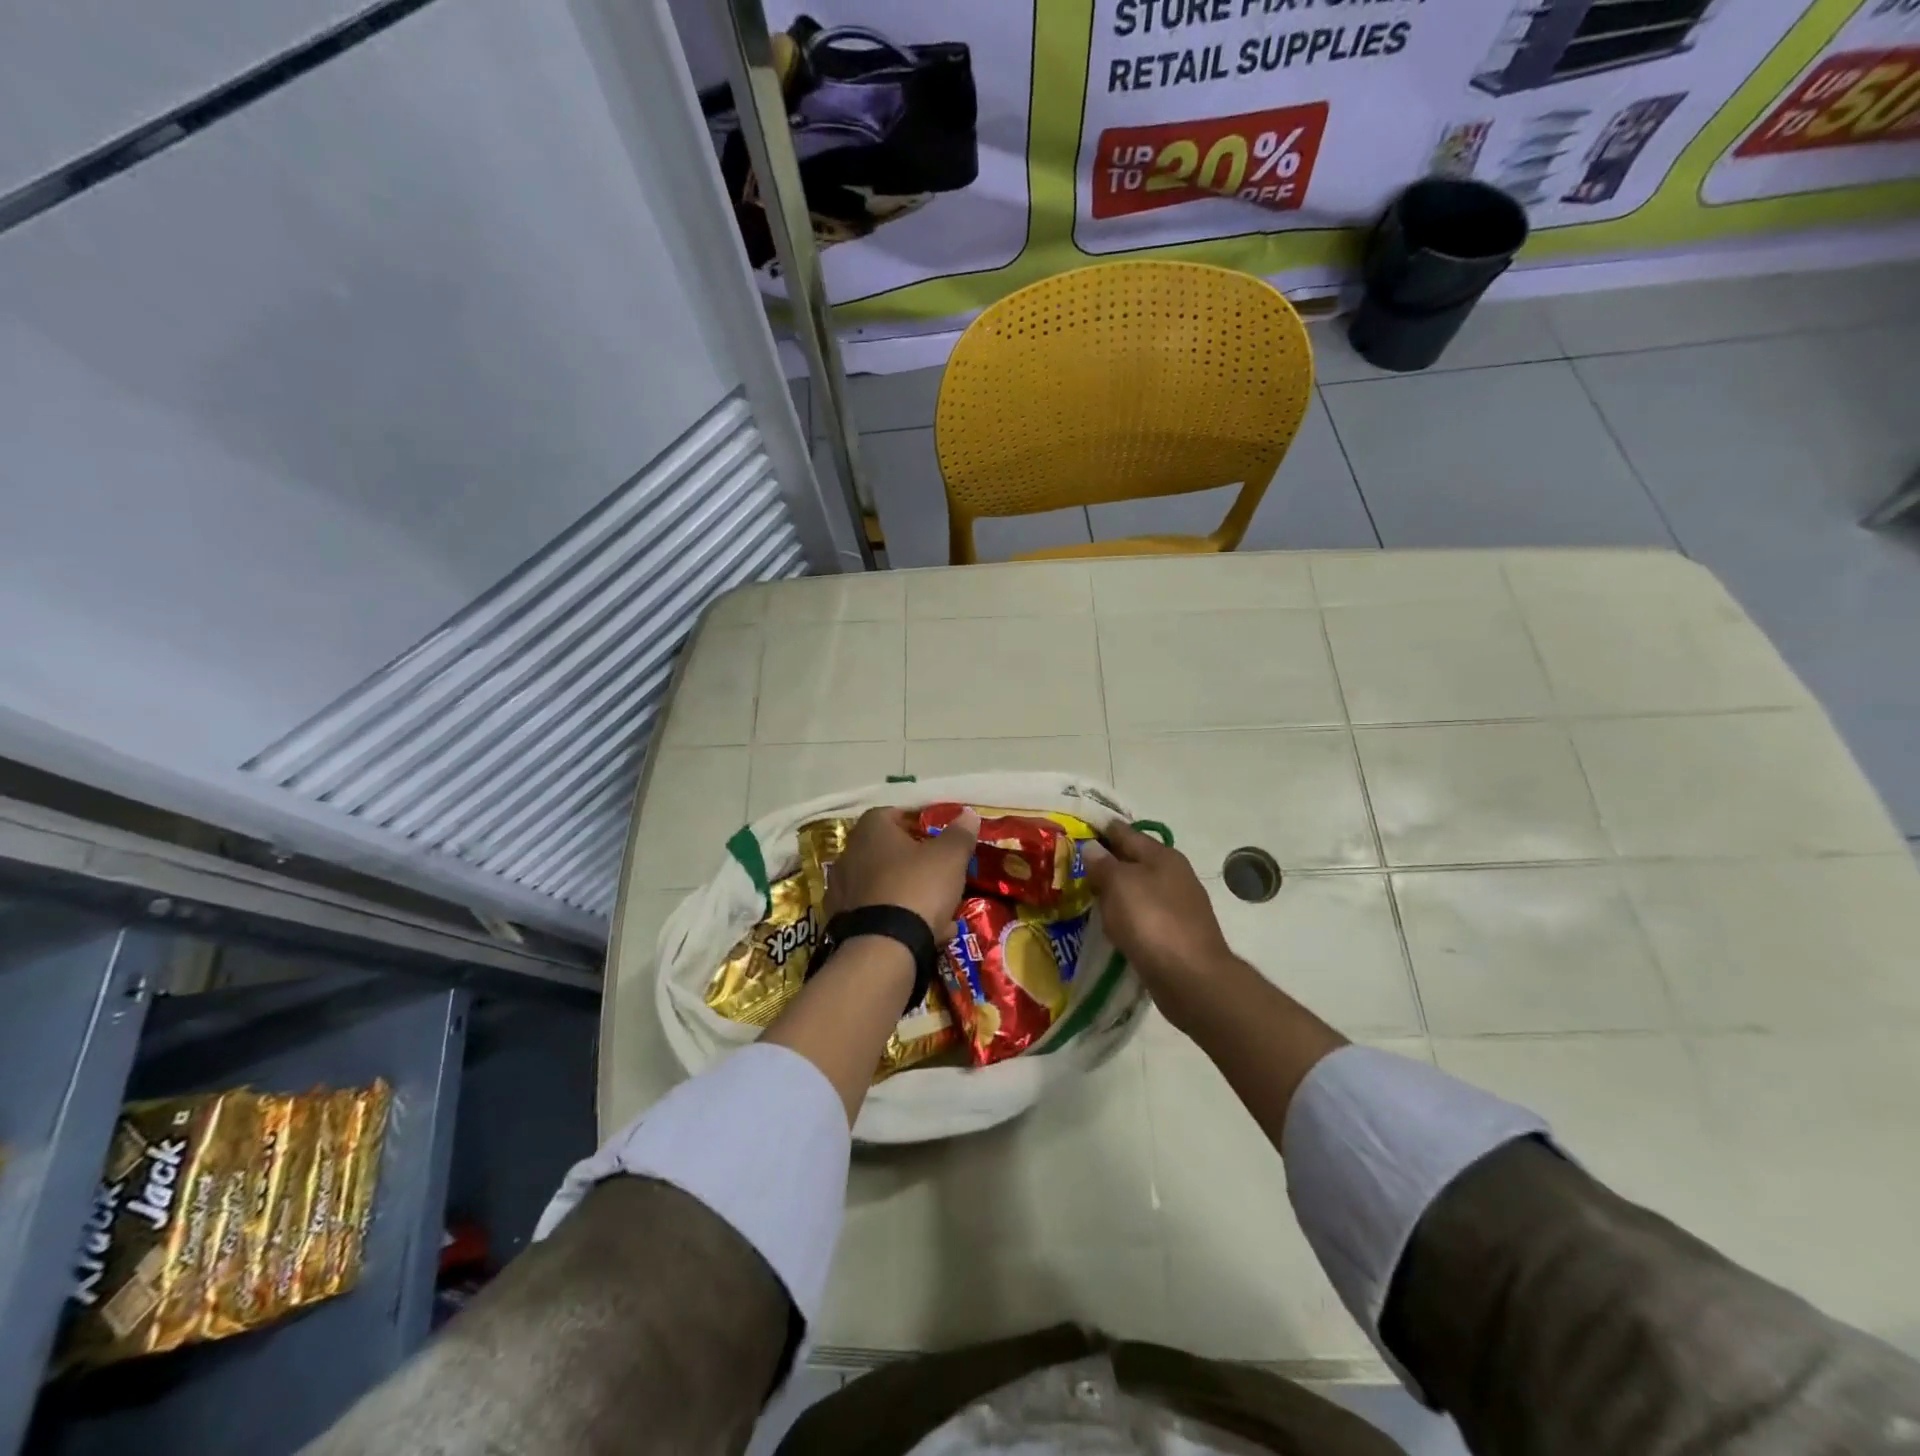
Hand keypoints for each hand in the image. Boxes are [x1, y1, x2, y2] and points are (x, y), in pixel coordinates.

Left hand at [825, 806, 979, 936]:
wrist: (883, 947)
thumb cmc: (917, 887)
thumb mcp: (949, 857)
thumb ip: (959, 833)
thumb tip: (968, 814)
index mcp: (870, 830)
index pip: (892, 813)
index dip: (916, 822)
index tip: (937, 836)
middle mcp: (849, 854)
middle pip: (887, 851)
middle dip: (914, 861)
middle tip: (939, 872)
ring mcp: (842, 890)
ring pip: (883, 884)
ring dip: (907, 892)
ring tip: (938, 908)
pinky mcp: (842, 922)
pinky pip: (877, 912)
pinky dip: (898, 918)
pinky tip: (925, 933)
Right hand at [1084, 823, 1236, 1030]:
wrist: (1191, 978)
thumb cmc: (1152, 921)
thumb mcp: (1119, 884)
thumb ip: (1103, 864)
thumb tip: (1092, 848)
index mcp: (1162, 856)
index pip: (1126, 833)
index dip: (1102, 829)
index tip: (1079, 828)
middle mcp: (1174, 876)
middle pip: (1134, 861)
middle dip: (1108, 861)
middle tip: (1075, 864)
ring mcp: (1178, 907)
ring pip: (1139, 890)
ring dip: (1117, 891)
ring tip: (1088, 895)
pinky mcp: (1176, 935)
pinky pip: (1144, 917)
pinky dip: (1127, 917)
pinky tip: (1112, 925)